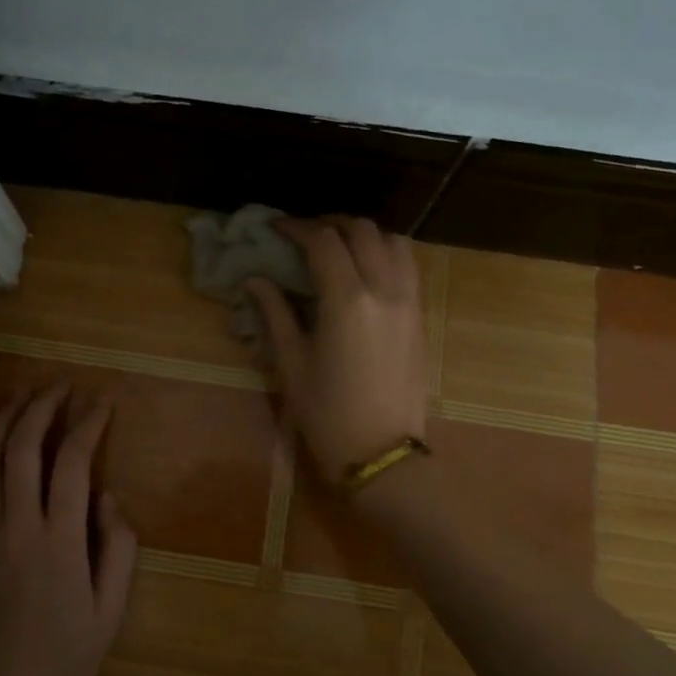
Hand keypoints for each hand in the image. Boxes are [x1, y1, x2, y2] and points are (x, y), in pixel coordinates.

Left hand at [0, 383, 137, 675]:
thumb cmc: (64, 655)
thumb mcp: (111, 610)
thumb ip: (120, 548)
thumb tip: (109, 497)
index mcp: (59, 541)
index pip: (73, 463)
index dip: (88, 424)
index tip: (102, 402)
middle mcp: (16, 526)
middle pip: (22, 448)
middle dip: (42, 407)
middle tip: (60, 386)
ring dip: (2, 420)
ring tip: (22, 395)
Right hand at [246, 217, 428, 482]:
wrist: (382, 452)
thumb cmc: (327, 413)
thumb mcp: (292, 363)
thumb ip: (275, 313)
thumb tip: (254, 280)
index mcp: (346, 301)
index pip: (323, 241)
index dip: (297, 227)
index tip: (276, 228)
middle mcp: (384, 290)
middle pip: (363, 230)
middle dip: (331, 223)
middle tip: (306, 235)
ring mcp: (409, 302)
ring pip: (394, 242)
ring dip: (365, 235)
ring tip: (340, 247)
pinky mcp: (420, 317)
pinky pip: (409, 267)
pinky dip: (387, 254)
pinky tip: (366, 271)